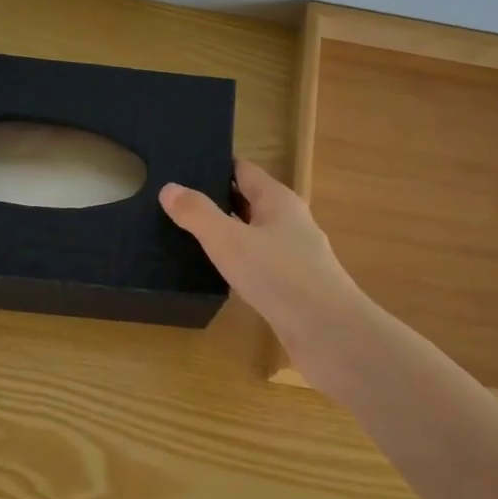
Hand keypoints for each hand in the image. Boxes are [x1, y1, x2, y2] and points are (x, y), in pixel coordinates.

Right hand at [159, 159, 368, 352]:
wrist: (328, 333)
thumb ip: (198, 214)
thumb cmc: (279, 276)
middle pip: (248, 200)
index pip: (243, 170)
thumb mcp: (229, 240)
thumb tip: (169, 187)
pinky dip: (237, 261)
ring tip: (187, 235)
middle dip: (216, 198)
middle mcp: (289, 221)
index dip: (214, 165)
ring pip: (253, 234)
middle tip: (174, 201)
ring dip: (226, 232)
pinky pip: (258, 263)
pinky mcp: (293, 285)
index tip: (181, 166)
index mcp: (278, 200)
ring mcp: (294, 254)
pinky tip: (215, 272)